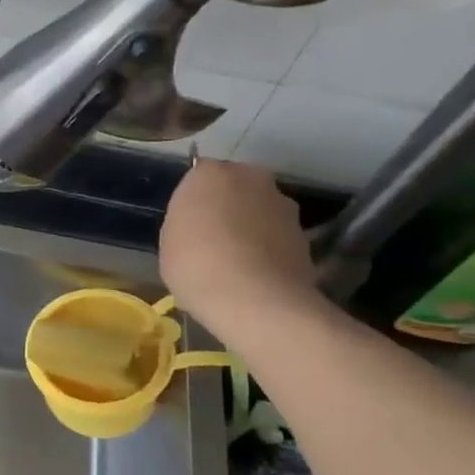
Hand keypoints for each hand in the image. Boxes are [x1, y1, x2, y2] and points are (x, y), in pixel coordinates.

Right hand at [160, 160, 322, 341]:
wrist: (256, 300)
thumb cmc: (196, 265)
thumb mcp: (169, 242)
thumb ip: (187, 222)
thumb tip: (201, 223)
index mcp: (210, 174)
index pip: (200, 175)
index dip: (195, 200)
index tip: (190, 222)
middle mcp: (251, 178)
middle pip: (236, 187)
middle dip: (228, 205)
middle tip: (214, 237)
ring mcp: (283, 205)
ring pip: (261, 210)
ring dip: (252, 226)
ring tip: (238, 262)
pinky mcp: (305, 234)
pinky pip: (278, 236)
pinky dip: (270, 249)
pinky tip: (257, 275)